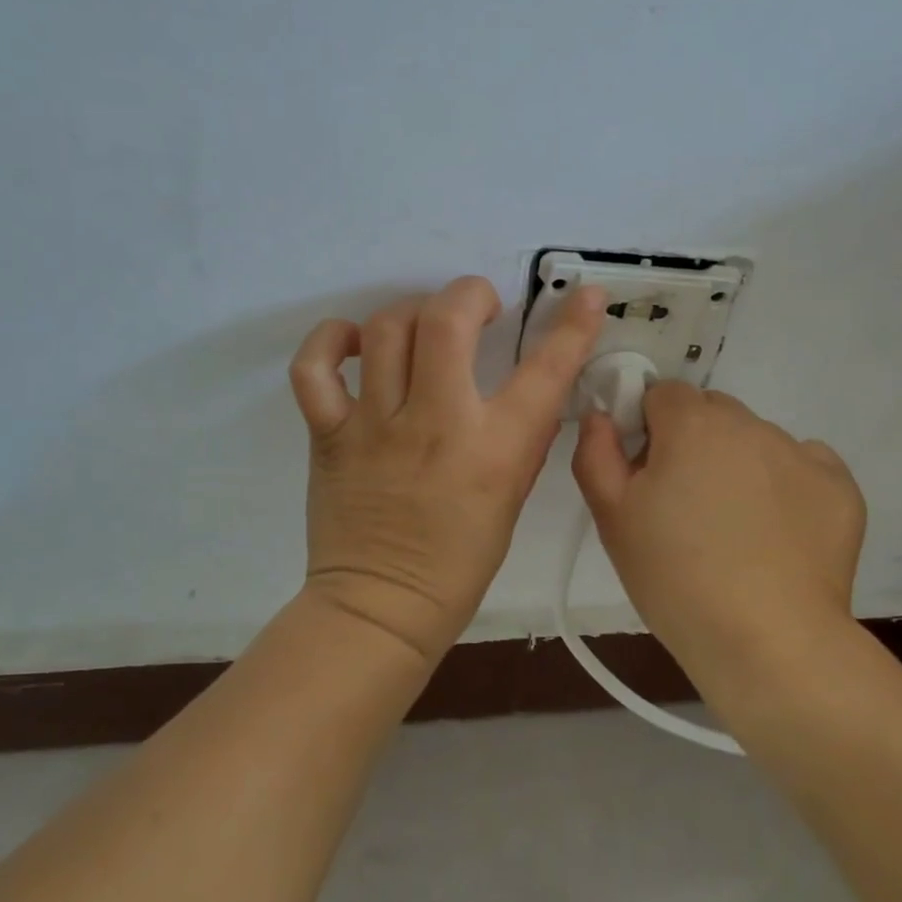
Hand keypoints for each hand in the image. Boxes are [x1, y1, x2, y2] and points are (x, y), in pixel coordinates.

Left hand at [290, 277, 605, 663]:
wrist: (381, 607)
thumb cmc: (460, 559)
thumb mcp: (512, 494)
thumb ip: (521, 434)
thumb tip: (527, 382)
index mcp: (493, 449)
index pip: (544, 370)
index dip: (574, 326)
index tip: (586, 297)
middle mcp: (435, 424)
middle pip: (445, 320)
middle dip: (468, 294)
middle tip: (479, 309)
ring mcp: (375, 426)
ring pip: (386, 329)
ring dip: (411, 312)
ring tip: (423, 328)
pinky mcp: (329, 435)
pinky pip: (315, 368)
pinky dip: (330, 341)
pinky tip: (355, 343)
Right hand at [572, 383, 867, 690]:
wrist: (768, 644)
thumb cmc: (675, 578)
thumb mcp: (612, 517)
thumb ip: (596, 452)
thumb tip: (602, 414)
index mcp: (692, 423)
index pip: (663, 394)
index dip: (650, 429)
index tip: (650, 475)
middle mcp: (750, 424)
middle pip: (712, 412)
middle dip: (695, 442)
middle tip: (688, 505)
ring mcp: (802, 453)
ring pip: (757, 440)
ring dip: (741, 464)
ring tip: (737, 529)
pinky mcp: (840, 488)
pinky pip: (805, 466)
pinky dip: (789, 486)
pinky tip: (779, 533)